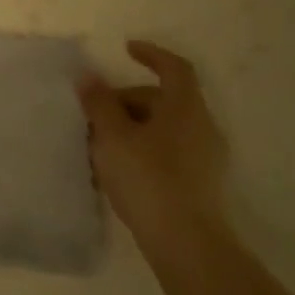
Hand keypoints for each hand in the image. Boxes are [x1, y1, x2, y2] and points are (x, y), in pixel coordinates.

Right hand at [77, 41, 228, 253]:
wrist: (187, 245)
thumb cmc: (148, 178)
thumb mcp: (113, 135)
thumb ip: (99, 103)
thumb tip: (89, 76)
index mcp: (186, 108)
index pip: (175, 68)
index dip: (151, 54)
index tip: (126, 49)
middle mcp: (202, 128)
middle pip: (163, 100)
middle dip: (126, 100)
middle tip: (95, 114)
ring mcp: (205, 159)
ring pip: (163, 129)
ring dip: (131, 129)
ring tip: (99, 144)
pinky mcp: (200, 186)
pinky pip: (167, 153)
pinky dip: (142, 151)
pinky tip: (115, 171)